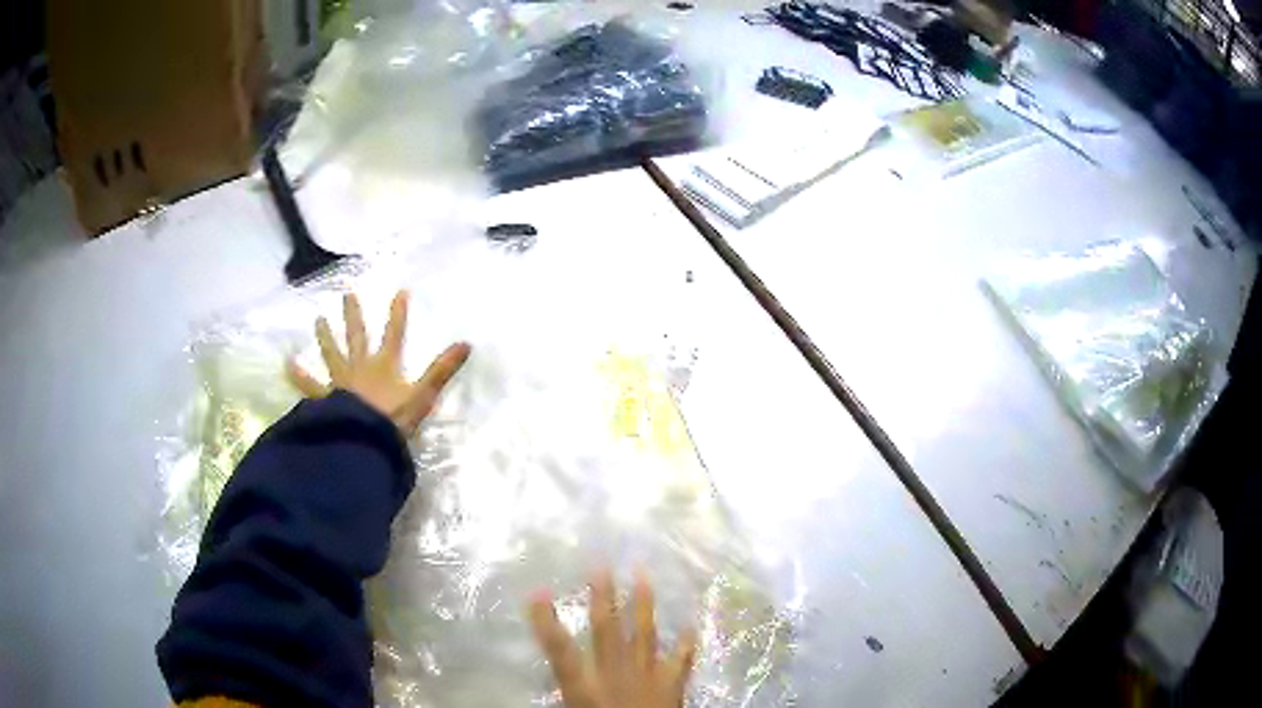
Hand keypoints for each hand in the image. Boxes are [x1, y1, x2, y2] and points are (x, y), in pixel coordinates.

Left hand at [287, 290, 470, 435]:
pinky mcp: (325, 399)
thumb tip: (467, 343)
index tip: (401, 291)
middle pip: (357, 336)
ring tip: (317, 320)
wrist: (363, 441)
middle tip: (347, 294)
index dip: (398, 313)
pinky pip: (309, 386)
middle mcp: (360, 367)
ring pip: (332, 354)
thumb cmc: (394, 420)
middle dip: (354, 315)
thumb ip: (442, 370)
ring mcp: (340, 382)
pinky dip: (299, 376)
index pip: (394, 334)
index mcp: (385, 366)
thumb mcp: (423, 396)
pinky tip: (287, 364)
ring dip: (325, 337)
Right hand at [529, 571, 696, 707]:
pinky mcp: (672, 686)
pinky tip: (691, 624)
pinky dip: (686, 643)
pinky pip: (680, 660)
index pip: (560, 651)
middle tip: (602, 564)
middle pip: (607, 631)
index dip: (547, 621)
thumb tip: (560, 682)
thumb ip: (568, 698)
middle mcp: (616, 675)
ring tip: (644, 575)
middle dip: (603, 597)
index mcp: (586, 687)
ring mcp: (648, 677)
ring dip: (644, 605)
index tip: (537, 591)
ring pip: (644, 635)